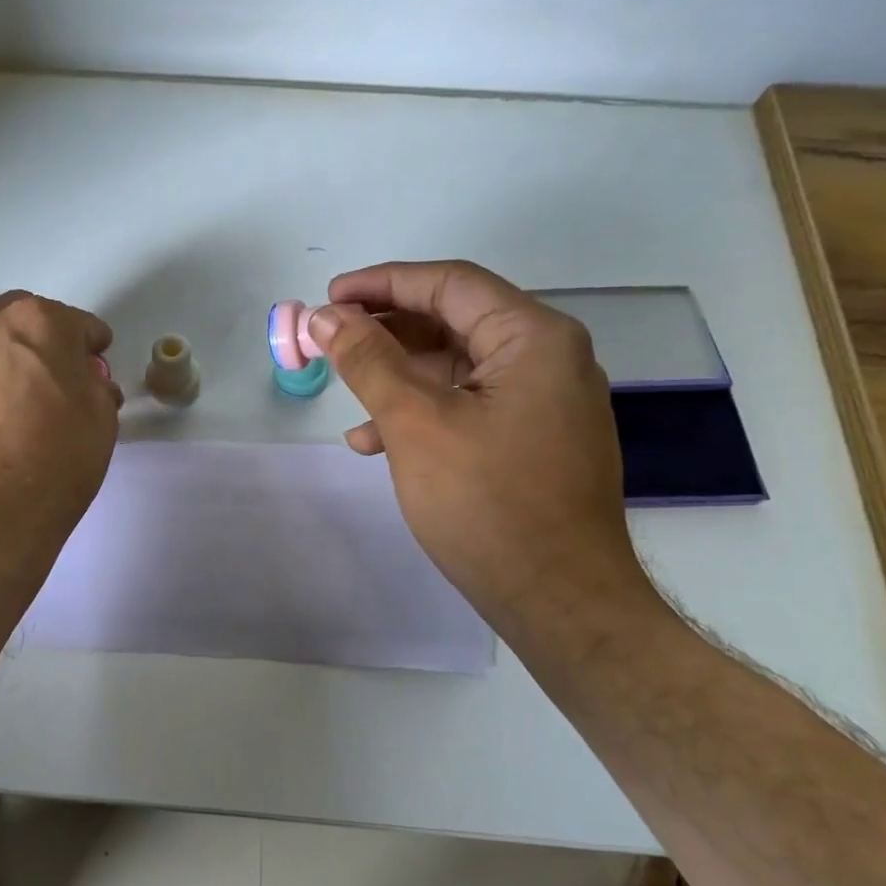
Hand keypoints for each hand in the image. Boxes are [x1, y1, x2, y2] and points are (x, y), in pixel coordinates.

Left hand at [0, 291, 121, 566]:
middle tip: (59, 380)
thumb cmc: (54, 461)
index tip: (97, 368)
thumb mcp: (101, 421)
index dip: (93, 348)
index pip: (78, 324)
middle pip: (24, 322)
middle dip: (46, 343)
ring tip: (21, 402)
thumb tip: (85, 382)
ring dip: (8, 361)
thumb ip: (96, 387)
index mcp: (38, 321)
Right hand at [311, 261, 656, 640]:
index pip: (450, 284)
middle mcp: (548, 360)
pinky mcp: (533, 443)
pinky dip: (422, 414)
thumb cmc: (487, 503)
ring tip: (345, 394)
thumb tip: (326, 317)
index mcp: (534, 338)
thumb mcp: (416, 423)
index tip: (328, 298)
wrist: (559, 601)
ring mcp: (545, 404)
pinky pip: (470, 407)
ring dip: (397, 377)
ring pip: (457, 369)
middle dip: (386, 331)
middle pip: (454, 322)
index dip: (382, 284)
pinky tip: (375, 441)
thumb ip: (369, 361)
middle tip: (330, 341)